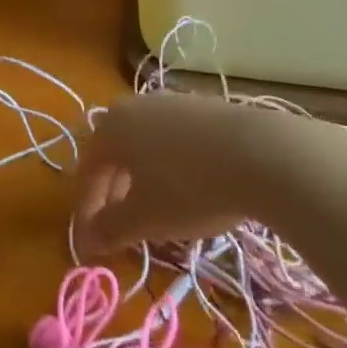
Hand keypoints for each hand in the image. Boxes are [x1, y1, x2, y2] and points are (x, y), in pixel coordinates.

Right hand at [72, 95, 288, 256]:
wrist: (259, 153)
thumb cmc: (189, 187)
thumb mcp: (145, 218)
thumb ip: (111, 228)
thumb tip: (88, 240)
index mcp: (112, 126)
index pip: (88, 170)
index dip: (87, 209)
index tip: (93, 245)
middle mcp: (135, 106)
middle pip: (114, 154)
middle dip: (113, 194)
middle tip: (122, 230)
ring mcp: (171, 102)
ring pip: (144, 145)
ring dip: (141, 180)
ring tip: (157, 213)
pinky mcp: (202, 107)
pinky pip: (172, 140)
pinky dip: (169, 167)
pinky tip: (189, 191)